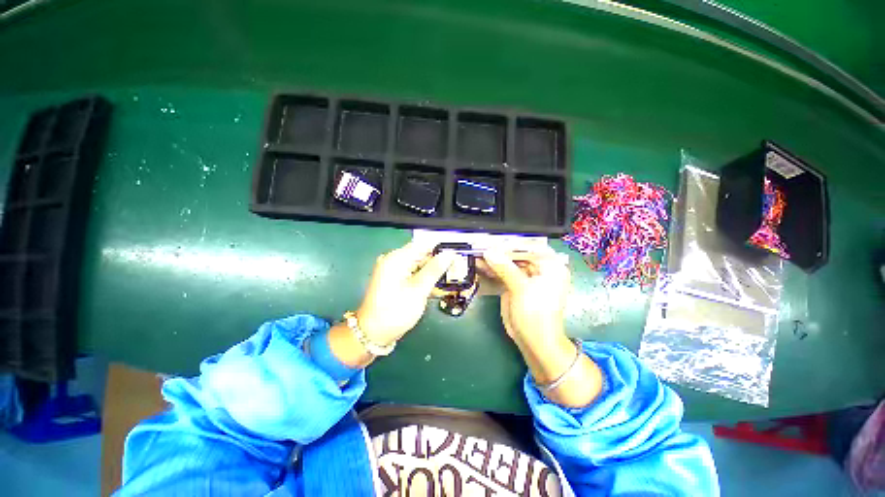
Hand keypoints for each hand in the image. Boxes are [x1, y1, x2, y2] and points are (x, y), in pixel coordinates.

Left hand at [356, 242, 456, 345]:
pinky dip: (424, 278)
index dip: (440, 248)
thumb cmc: (395, 312)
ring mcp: (393, 270)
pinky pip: (413, 273)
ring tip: (449, 279)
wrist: (373, 333)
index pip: (423, 244)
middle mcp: (393, 260)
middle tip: (455, 269)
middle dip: (438, 261)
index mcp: (396, 258)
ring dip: (433, 271)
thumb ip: (434, 270)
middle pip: (421, 254)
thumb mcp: (418, 290)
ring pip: (419, 264)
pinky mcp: (395, 280)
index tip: (456, 255)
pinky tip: (435, 286)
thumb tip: (449, 254)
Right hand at [481, 248, 569, 346]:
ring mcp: (526, 276)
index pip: (528, 247)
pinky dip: (493, 269)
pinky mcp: (516, 284)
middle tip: (481, 247)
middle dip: (499, 251)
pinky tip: (481, 265)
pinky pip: (503, 272)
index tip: (491, 242)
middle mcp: (539, 268)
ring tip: (477, 254)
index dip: (509, 244)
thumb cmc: (536, 314)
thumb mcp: (521, 288)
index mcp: (550, 265)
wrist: (534, 341)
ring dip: (493, 259)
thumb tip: (489, 251)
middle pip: (517, 253)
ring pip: (508, 262)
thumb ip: (505, 268)